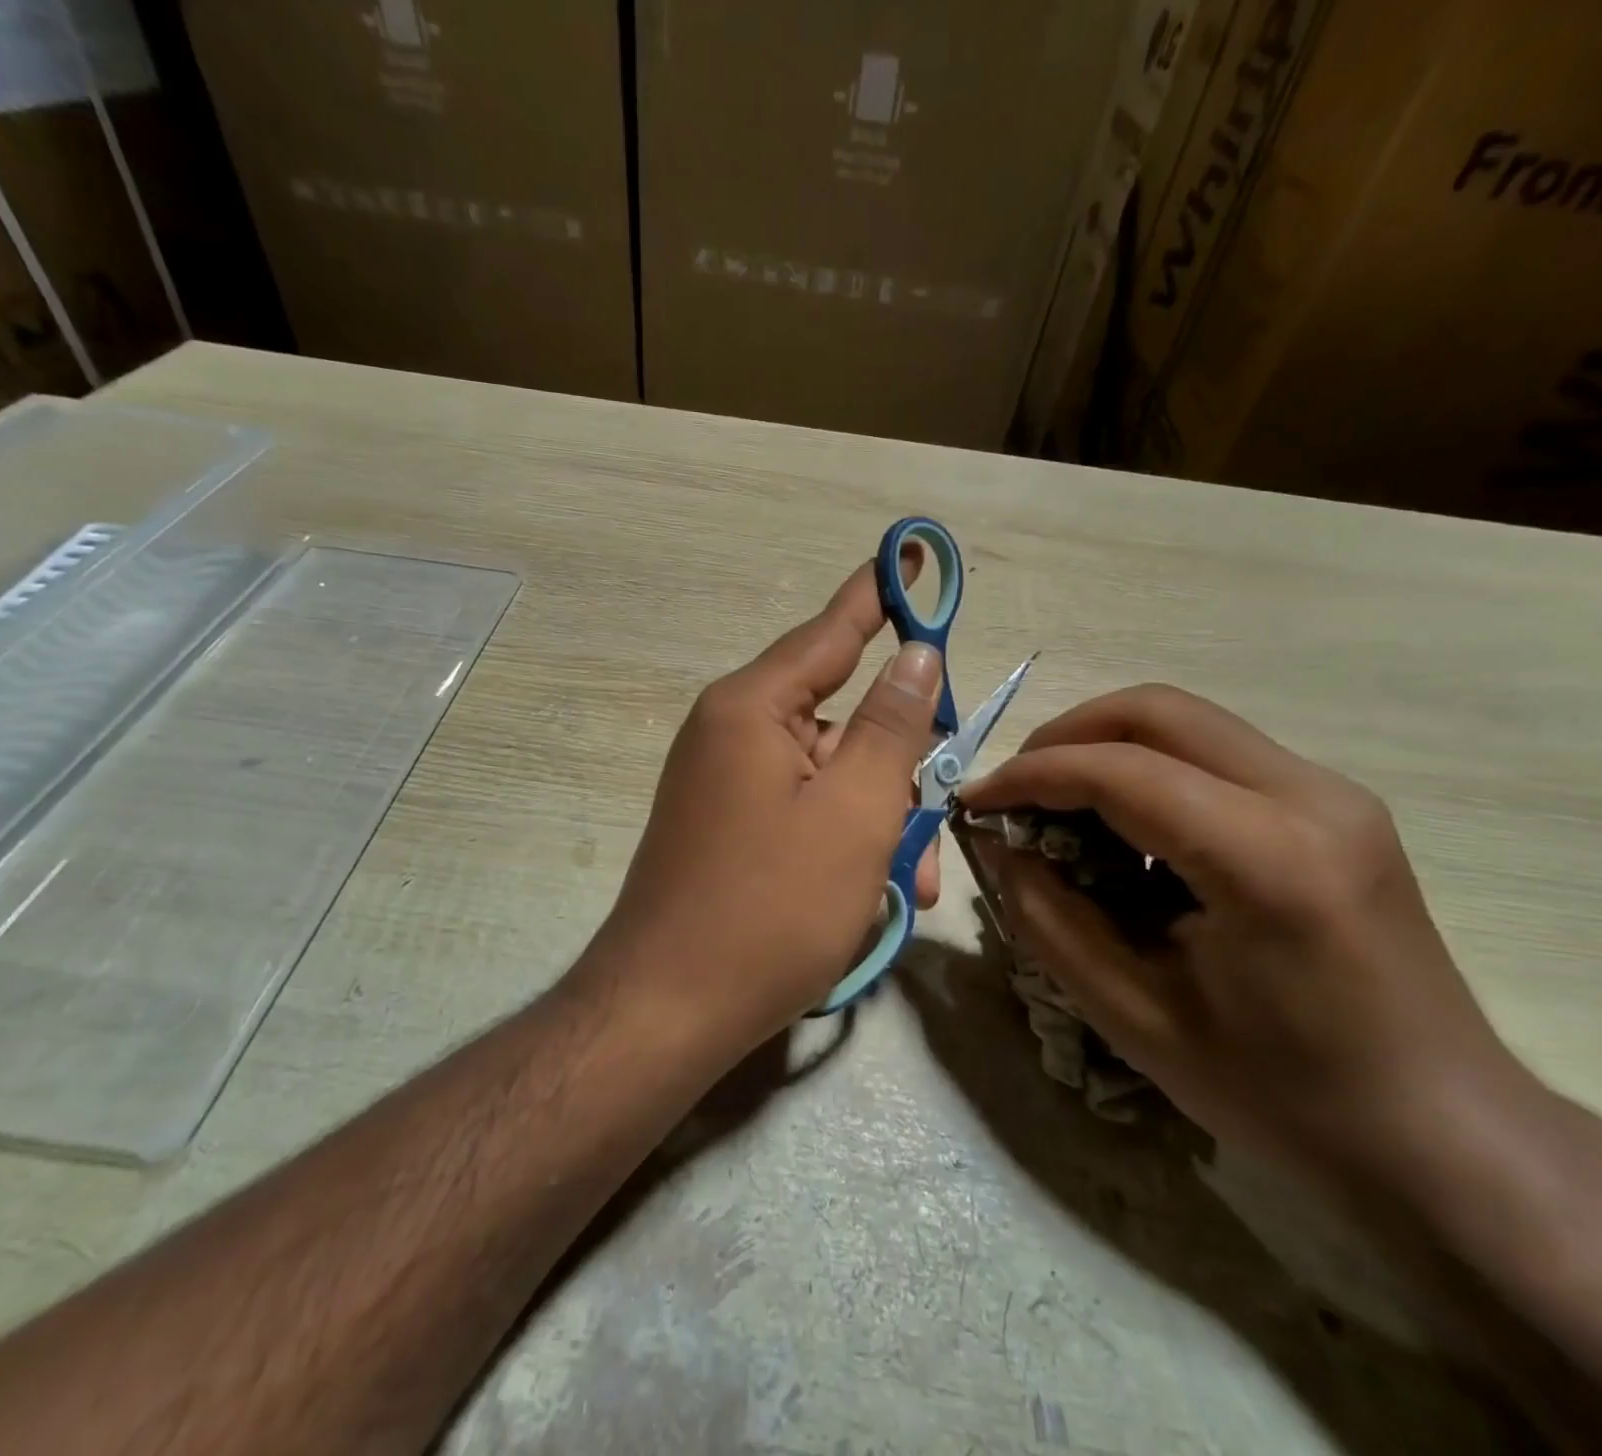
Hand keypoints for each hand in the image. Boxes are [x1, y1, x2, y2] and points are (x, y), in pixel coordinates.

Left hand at [590, 561, 942, 1054]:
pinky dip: (842, 842)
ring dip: (878, 821)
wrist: (667, 1011)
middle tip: (934, 826)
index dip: (878, 594)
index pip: (831, 632)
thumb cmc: (770, 908)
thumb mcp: (854, 812)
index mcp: (752, 708)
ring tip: (909, 887)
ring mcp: (723, 783)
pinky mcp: (726, 828)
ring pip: (828, 776)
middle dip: (897, 770)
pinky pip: (801, 812)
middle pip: (838, 719)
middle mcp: (730, 732)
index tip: (908, 552)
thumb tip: (916, 656)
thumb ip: (890, 726)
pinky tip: (868, 896)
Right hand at [961, 684, 1531, 1188]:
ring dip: (1105, 749)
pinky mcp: (1334, 804)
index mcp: (1267, 861)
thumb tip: (1004, 848)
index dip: (1029, 775)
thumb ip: (1050, 919)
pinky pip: (1215, 753)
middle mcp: (1311, 798)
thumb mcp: (1134, 1018)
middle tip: (1015, 790)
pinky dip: (1149, 771)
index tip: (973, 800)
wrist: (1442, 1135)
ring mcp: (1333, 793)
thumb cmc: (1283, 1095)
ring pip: (1186, 721)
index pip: (1119, 771)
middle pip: (1156, 710)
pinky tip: (1127, 833)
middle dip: (1065, 737)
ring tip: (1060, 811)